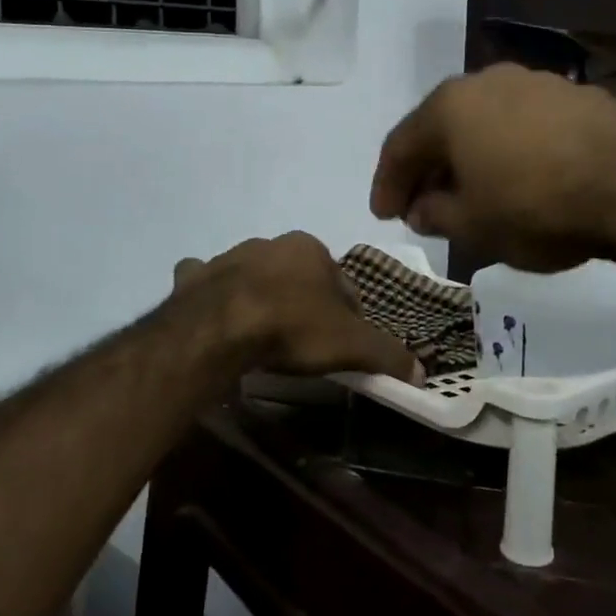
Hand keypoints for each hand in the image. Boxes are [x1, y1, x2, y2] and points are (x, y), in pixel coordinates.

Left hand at [173, 232, 424, 383]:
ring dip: (260, 295)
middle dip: (302, 301)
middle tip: (303, 342)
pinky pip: (204, 280)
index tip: (342, 344)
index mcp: (310, 249)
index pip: (341, 283)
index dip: (347, 314)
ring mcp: (227, 257)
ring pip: (252, 274)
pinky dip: (210, 292)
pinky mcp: (194, 277)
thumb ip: (387, 354)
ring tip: (262, 334)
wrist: (220, 329)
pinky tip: (215, 315)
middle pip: (296, 276)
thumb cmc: (293, 328)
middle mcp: (269, 243)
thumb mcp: (351, 346)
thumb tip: (421, 372)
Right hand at [369, 64, 615, 272]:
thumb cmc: (535, 207)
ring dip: (469, 157)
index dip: (387, 184)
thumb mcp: (472, 225)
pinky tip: (518, 178)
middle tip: (420, 204)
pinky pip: (523, 125)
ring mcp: (535, 83)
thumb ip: (435, 215)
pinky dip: (509, 151)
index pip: (400, 146)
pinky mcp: (577, 96)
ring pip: (484, 123)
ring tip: (470, 192)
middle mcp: (486, 81)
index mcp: (449, 106)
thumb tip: (422, 209)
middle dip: (428, 168)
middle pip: (441, 127)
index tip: (384, 215)